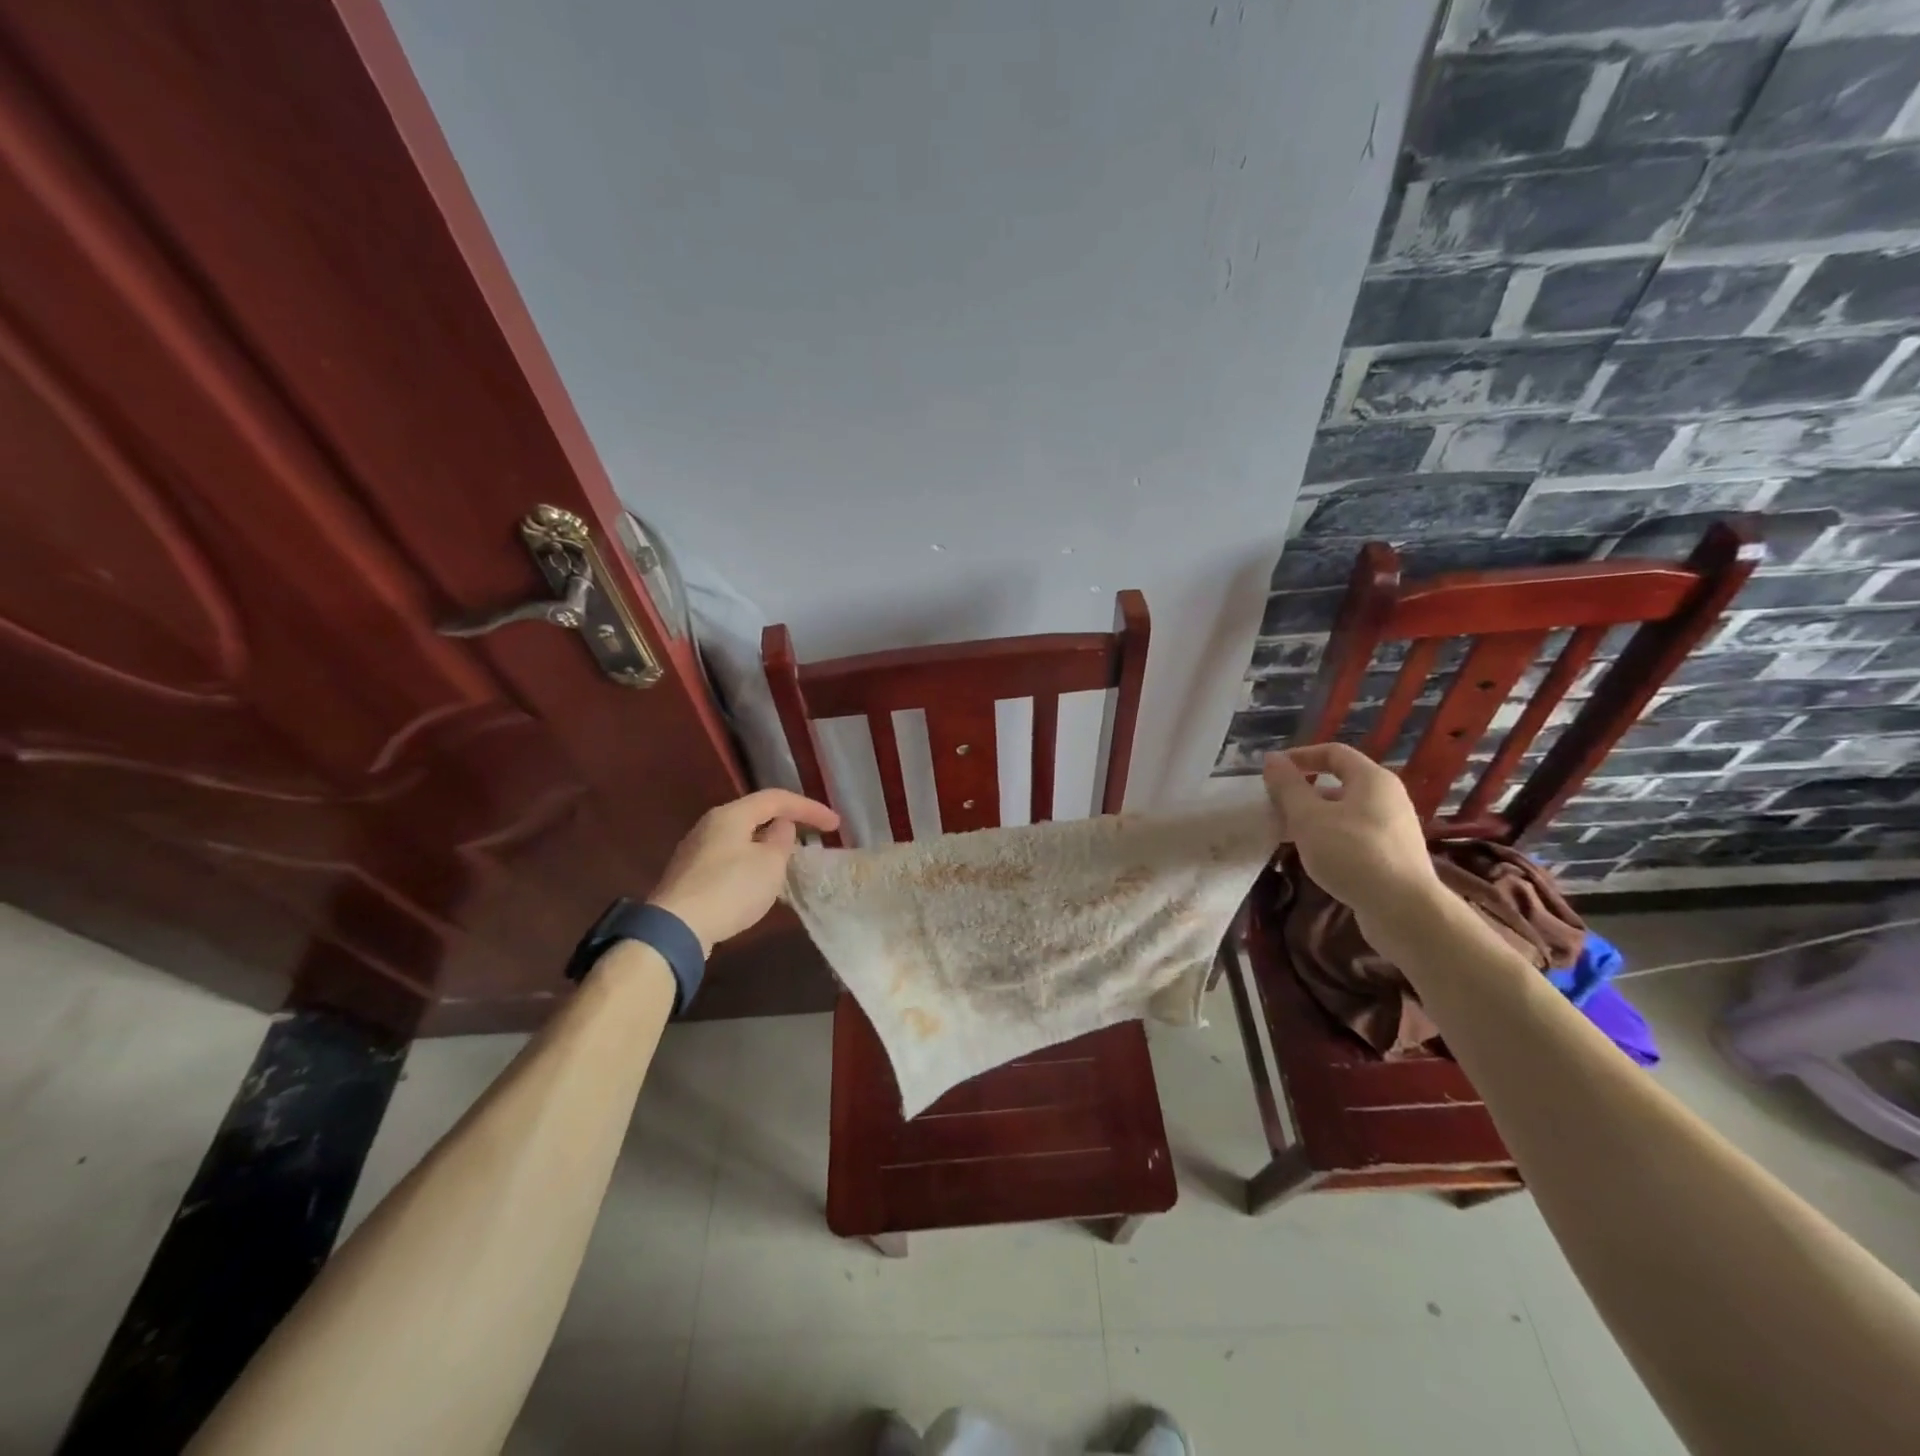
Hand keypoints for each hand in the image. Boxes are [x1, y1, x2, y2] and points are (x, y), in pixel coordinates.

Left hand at [648, 789, 839, 953]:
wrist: (676, 929)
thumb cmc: (730, 889)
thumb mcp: (770, 864)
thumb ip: (782, 840)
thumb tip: (781, 827)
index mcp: (731, 814)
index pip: (777, 798)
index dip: (809, 808)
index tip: (835, 825)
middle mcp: (710, 824)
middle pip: (756, 815)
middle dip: (787, 824)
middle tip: (811, 838)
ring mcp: (696, 850)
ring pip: (742, 838)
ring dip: (768, 846)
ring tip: (789, 862)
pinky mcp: (691, 875)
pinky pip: (730, 858)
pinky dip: (752, 863)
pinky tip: (760, 883)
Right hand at [1262, 744, 1437, 916]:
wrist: (1404, 910)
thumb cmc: (1352, 853)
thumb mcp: (1308, 817)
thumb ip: (1288, 786)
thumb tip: (1272, 758)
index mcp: (1372, 779)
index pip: (1333, 753)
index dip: (1300, 756)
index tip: (1272, 771)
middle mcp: (1388, 797)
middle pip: (1340, 783)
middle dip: (1303, 791)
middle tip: (1275, 806)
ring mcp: (1394, 827)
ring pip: (1346, 811)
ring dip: (1314, 816)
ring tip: (1287, 833)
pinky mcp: (1393, 854)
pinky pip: (1355, 834)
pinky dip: (1330, 836)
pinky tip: (1313, 856)